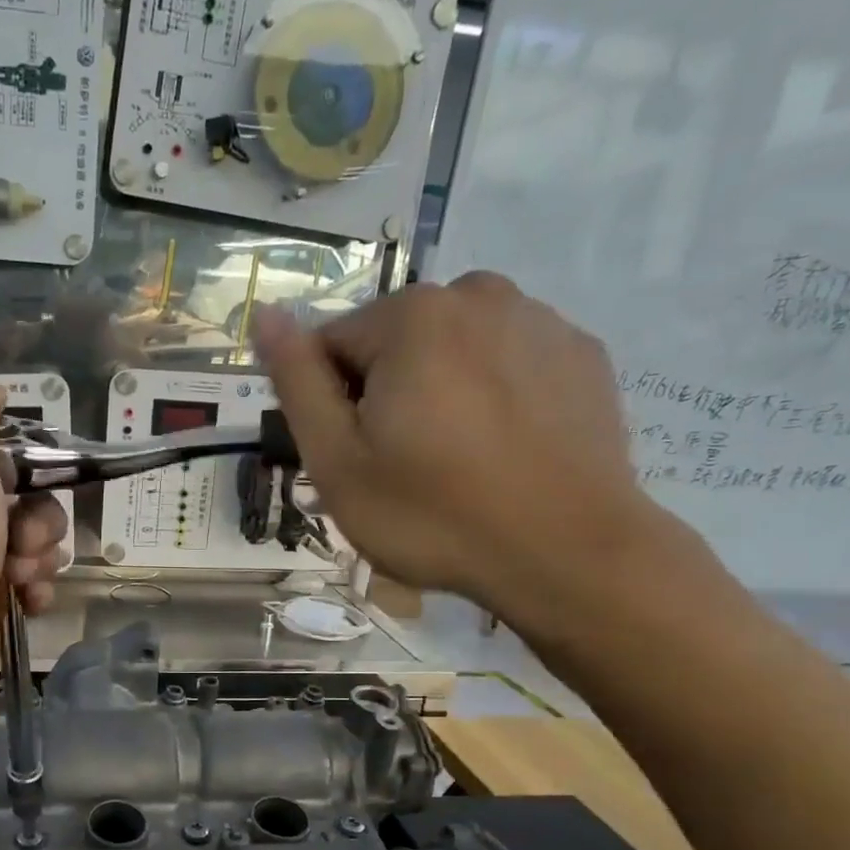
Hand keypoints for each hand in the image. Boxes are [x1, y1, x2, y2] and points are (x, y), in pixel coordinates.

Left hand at [0, 374, 68, 720]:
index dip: (21, 460)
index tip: (28, 478)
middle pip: (20, 495)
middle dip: (38, 516)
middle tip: (23, 539)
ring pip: (31, 540)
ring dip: (41, 555)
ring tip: (20, 576)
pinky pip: (28, 582)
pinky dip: (35, 589)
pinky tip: (26, 601)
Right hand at [257, 274, 666, 631]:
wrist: (567, 554)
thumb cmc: (434, 515)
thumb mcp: (338, 461)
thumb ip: (297, 382)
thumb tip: (265, 314)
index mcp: (410, 317)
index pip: (332, 344)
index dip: (331, 405)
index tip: (354, 458)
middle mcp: (478, 295)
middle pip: (395, 343)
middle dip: (386, 393)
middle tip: (403, 467)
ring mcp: (541, 321)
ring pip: (454, 349)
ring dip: (440, 390)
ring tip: (457, 461)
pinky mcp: (583, 355)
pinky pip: (509, 363)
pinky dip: (494, 395)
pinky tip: (503, 450)